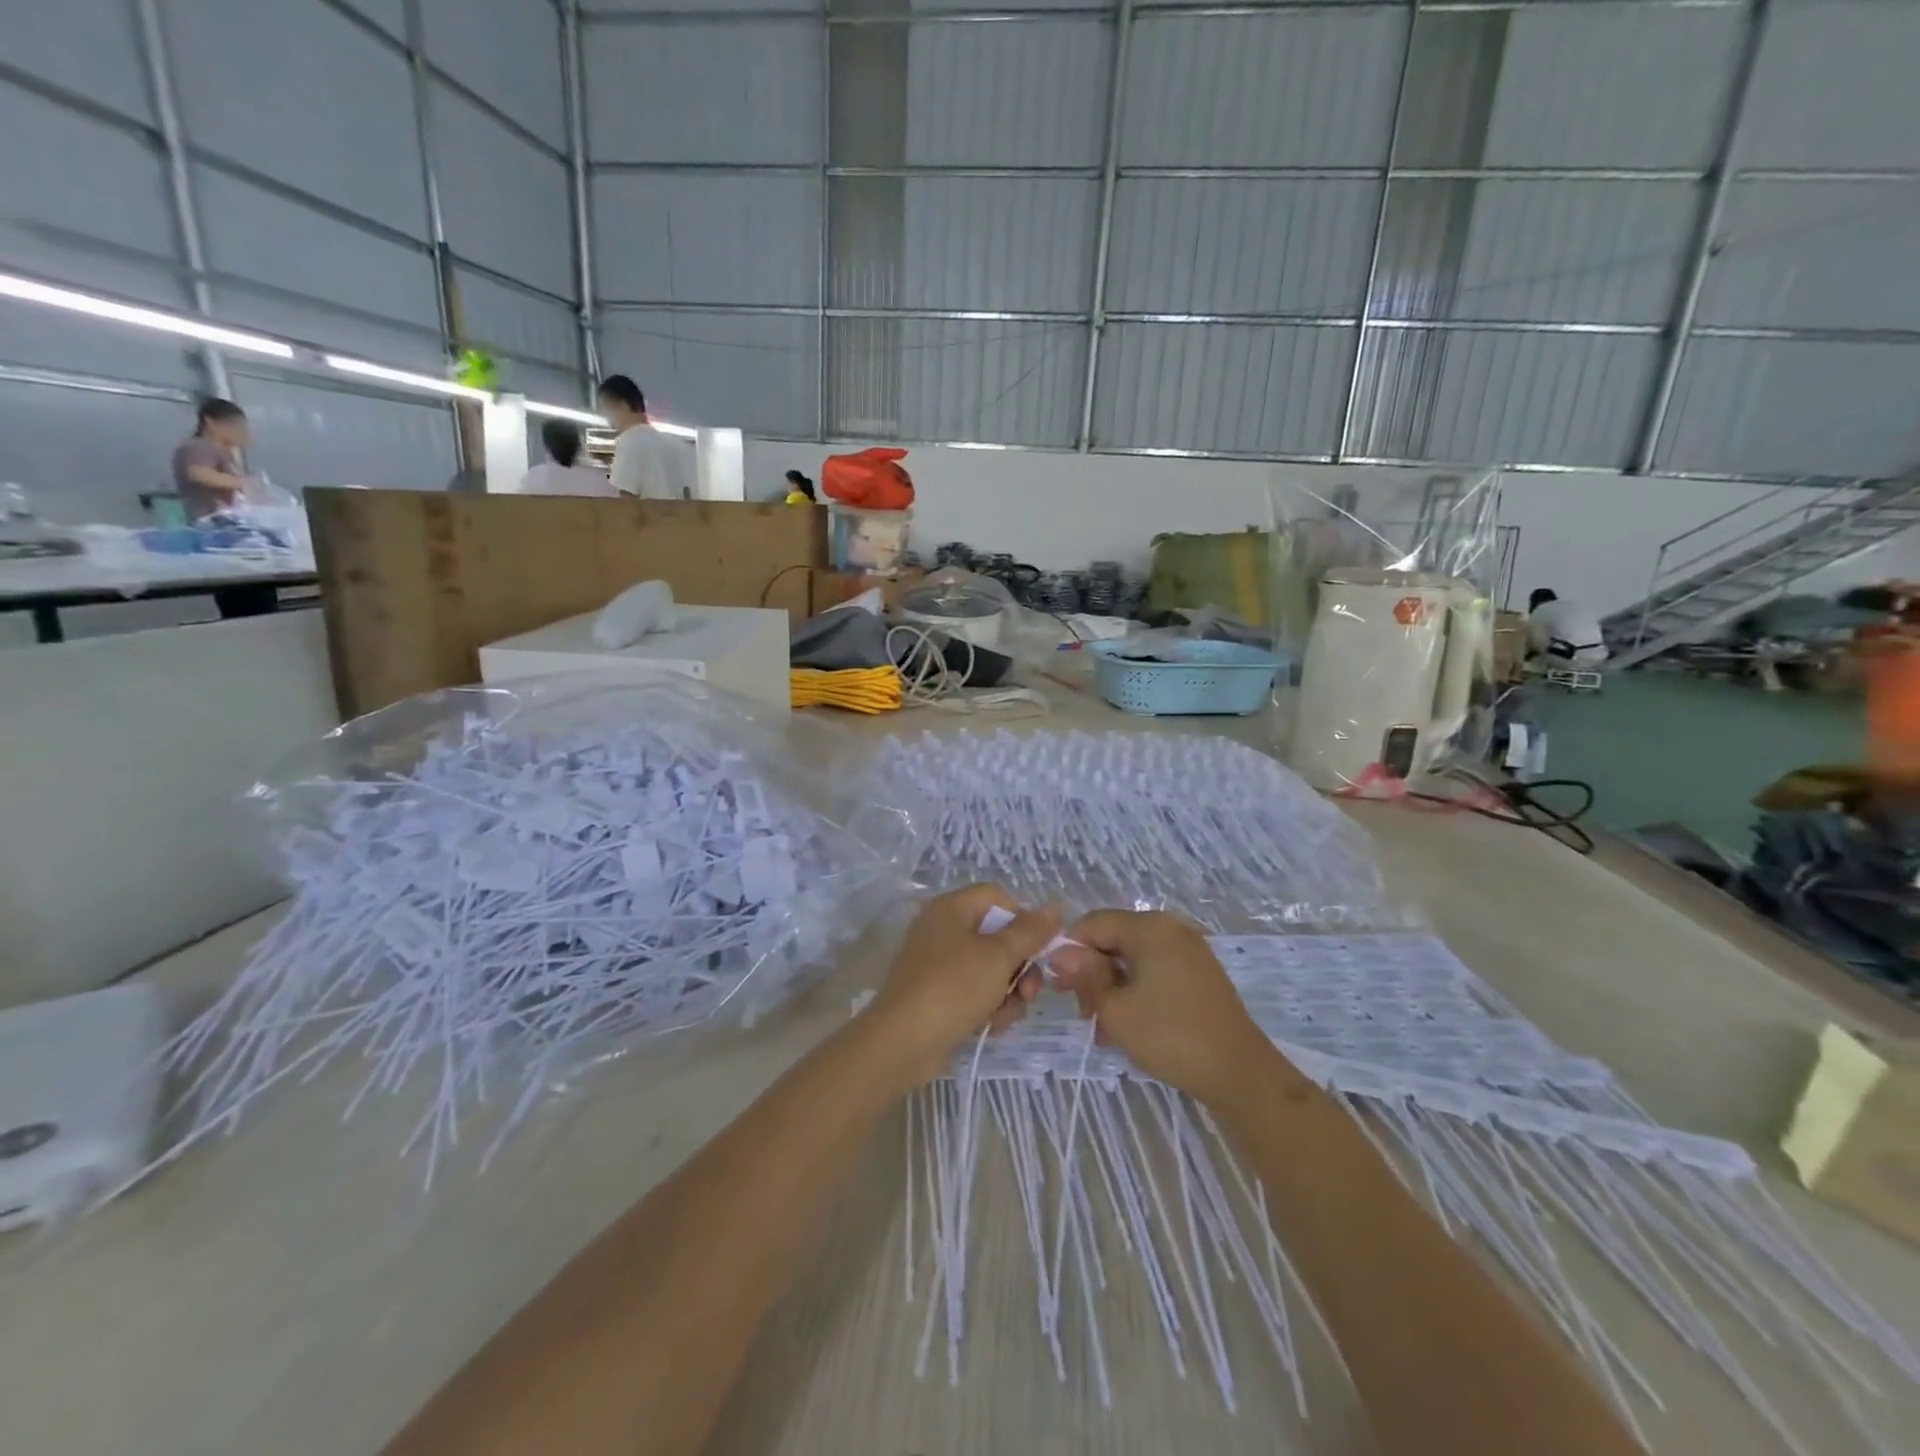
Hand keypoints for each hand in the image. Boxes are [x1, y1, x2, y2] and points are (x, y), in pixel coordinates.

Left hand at [861, 885, 1058, 1087]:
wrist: (903, 1042)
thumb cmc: (953, 987)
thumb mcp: (999, 956)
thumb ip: (1030, 931)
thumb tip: (1055, 908)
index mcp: (951, 908)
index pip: (997, 898)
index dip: (1023, 919)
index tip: (1039, 947)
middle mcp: (942, 929)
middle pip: (996, 937)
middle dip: (1020, 966)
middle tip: (1029, 991)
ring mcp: (937, 964)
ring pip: (989, 969)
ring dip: (1007, 992)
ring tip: (1005, 1014)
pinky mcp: (937, 995)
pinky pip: (973, 992)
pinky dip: (987, 1007)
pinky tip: (990, 1026)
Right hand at [1049, 910, 1274, 1105]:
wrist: (1239, 1073)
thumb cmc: (1170, 1036)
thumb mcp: (1116, 1009)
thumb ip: (1085, 976)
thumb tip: (1060, 954)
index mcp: (1149, 927)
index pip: (1092, 923)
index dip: (1070, 951)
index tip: (1060, 988)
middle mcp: (1170, 928)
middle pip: (1113, 939)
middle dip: (1092, 974)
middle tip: (1084, 1015)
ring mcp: (1188, 950)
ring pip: (1132, 958)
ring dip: (1112, 988)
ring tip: (1104, 1030)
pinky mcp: (1198, 972)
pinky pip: (1154, 970)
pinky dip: (1135, 991)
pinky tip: (1128, 1025)